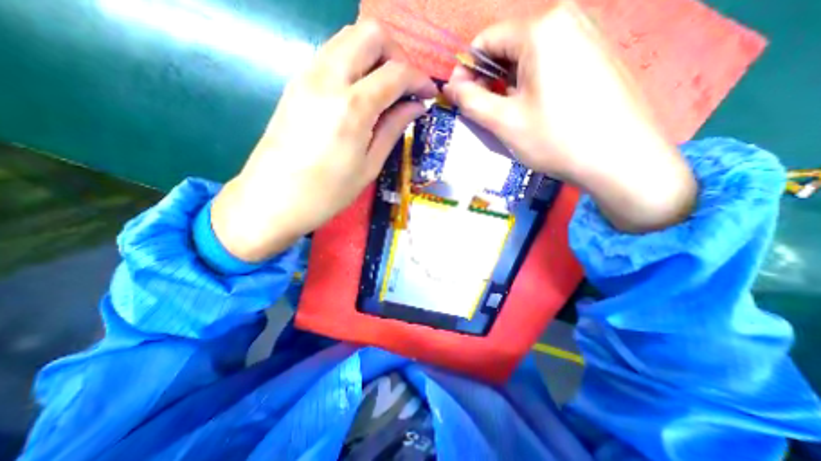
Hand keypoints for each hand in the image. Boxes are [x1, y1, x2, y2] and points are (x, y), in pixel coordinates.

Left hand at [210, 20, 435, 260]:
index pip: (396, 72)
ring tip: (386, 90)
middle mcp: (328, 78)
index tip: (429, 94)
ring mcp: (307, 75)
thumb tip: (416, 106)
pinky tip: (361, 93)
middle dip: (397, 55)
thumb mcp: (369, 166)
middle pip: (370, 33)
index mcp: (352, 106)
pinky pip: (332, 54)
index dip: (420, 79)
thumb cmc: (327, 192)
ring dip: (375, 56)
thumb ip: (393, 128)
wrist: (272, 199)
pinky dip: (354, 63)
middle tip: (405, 86)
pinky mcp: (296, 82)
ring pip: (348, 37)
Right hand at [446, 2, 694, 233]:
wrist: (620, 159)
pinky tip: (534, 109)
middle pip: (507, 46)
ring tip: (508, 114)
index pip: (485, 40)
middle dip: (488, 79)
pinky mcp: (596, 54)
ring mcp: (586, 34)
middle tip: (484, 111)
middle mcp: (566, 18)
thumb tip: (450, 88)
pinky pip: (549, 62)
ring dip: (508, 84)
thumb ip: (471, 101)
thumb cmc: (556, 139)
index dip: (466, 70)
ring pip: (527, 56)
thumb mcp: (504, 121)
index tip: (459, 98)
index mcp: (541, 29)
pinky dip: (530, 83)